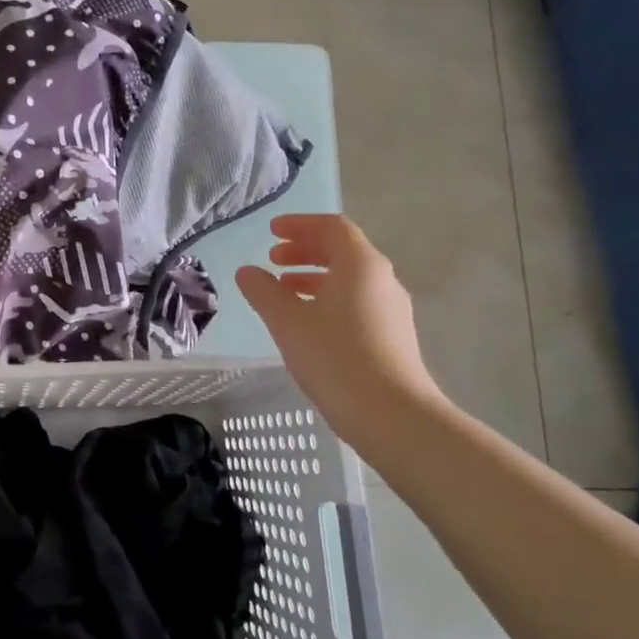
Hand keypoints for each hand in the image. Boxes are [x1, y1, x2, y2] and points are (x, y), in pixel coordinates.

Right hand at [236, 215, 446, 443]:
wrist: (390, 414)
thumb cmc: (335, 357)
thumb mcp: (288, 321)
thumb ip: (264, 291)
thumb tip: (247, 271)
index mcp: (360, 265)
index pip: (332, 227)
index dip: (300, 224)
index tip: (272, 231)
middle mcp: (381, 279)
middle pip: (342, 250)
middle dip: (305, 250)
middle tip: (273, 259)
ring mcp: (390, 309)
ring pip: (348, 279)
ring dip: (313, 276)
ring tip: (283, 289)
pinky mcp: (391, 335)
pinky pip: (355, 302)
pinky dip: (327, 298)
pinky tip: (306, 321)